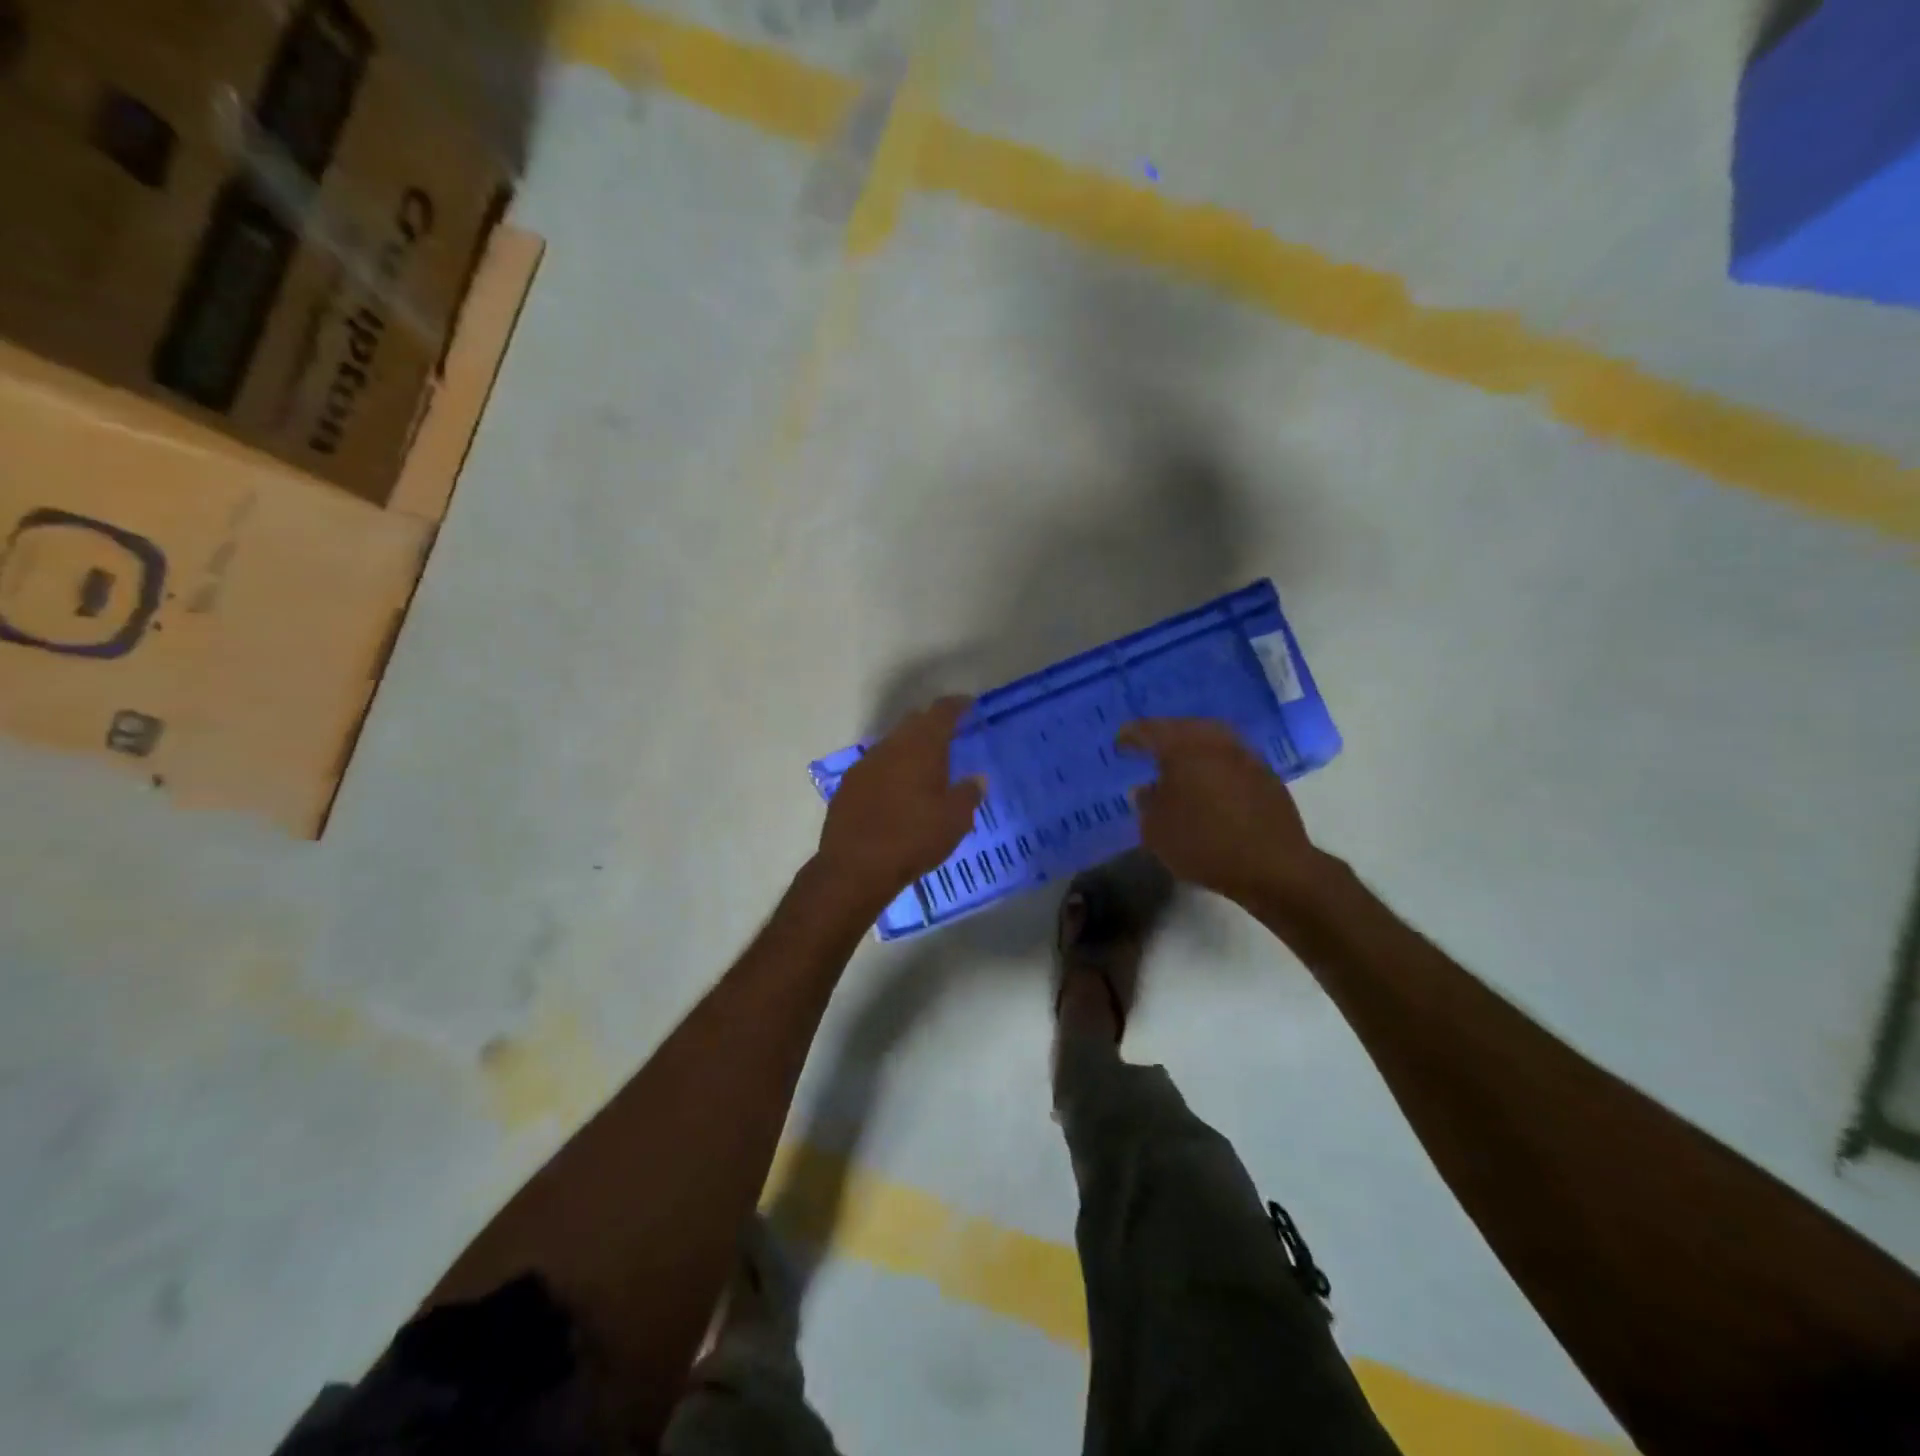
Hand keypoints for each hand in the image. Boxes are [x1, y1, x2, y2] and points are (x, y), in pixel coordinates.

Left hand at [817, 697, 983, 910]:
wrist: (855, 868)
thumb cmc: (913, 839)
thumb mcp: (955, 820)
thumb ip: (969, 794)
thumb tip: (977, 778)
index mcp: (921, 747)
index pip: (941, 712)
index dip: (956, 705)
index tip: (968, 704)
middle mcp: (890, 747)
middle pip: (913, 723)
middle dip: (932, 725)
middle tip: (950, 736)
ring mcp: (865, 765)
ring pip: (892, 745)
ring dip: (909, 749)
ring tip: (924, 767)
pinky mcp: (848, 786)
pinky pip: (875, 767)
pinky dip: (890, 770)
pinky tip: (896, 791)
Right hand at [1117, 718, 1323, 905]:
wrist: (1272, 866)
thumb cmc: (1203, 844)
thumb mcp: (1156, 830)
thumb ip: (1146, 804)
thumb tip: (1145, 789)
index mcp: (1182, 747)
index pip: (1150, 730)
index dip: (1132, 735)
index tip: (1120, 743)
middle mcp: (1215, 742)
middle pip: (1185, 728)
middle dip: (1166, 735)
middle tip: (1150, 747)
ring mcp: (1246, 756)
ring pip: (1212, 741)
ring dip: (1194, 748)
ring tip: (1180, 764)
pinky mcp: (1267, 775)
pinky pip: (1232, 759)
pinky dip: (1216, 765)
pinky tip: (1210, 783)